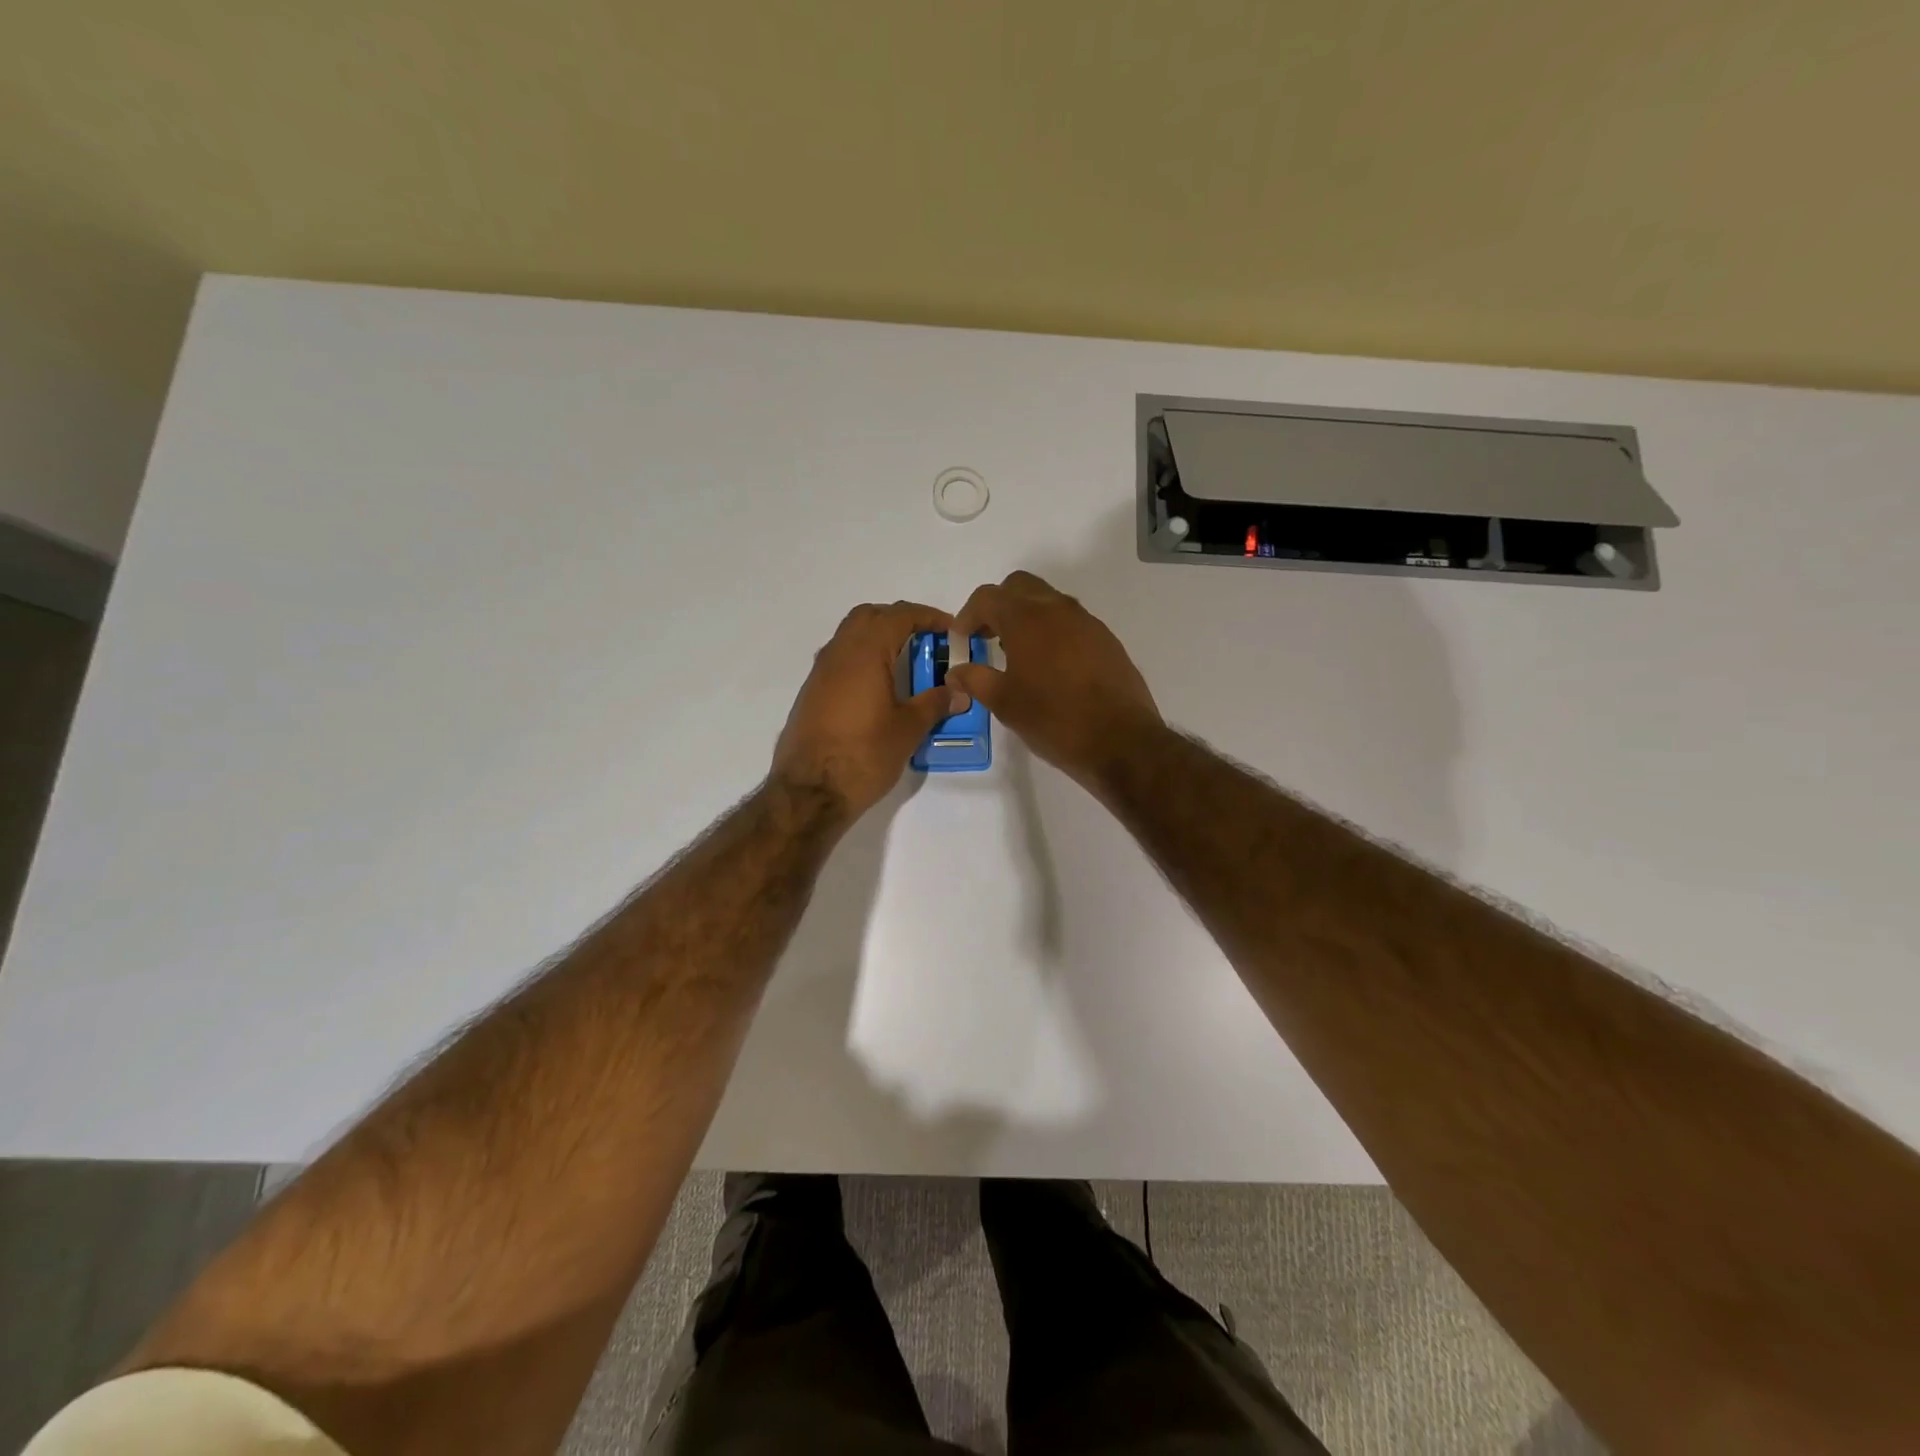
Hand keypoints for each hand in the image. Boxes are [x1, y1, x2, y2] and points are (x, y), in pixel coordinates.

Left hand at [772, 601, 965, 820]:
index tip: (950, 630)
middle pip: (870, 616)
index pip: (899, 615)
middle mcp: (838, 652)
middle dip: (900, 620)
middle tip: (926, 641)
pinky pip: (840, 659)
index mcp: (865, 652)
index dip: (928, 616)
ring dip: (878, 638)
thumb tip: (959, 692)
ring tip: (905, 663)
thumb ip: (934, 704)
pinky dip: (862, 659)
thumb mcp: (907, 730)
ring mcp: (820, 672)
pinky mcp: (811, 693)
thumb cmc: (863, 755)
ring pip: (850, 636)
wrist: (809, 792)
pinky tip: (878, 687)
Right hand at [948, 571, 1161, 790]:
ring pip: (1048, 601)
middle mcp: (1057, 609)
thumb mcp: (1005, 703)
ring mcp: (1087, 622)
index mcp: (1027, 619)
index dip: (967, 615)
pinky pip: (1071, 621)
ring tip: (1016, 654)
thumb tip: (956, 671)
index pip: (987, 597)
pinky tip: (1049, 667)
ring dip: (1026, 616)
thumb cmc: (1054, 720)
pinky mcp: (1106, 639)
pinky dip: (1052, 631)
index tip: (962, 640)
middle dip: (998, 606)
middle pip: (1019, 587)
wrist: (1121, 741)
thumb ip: (976, 680)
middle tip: (987, 637)